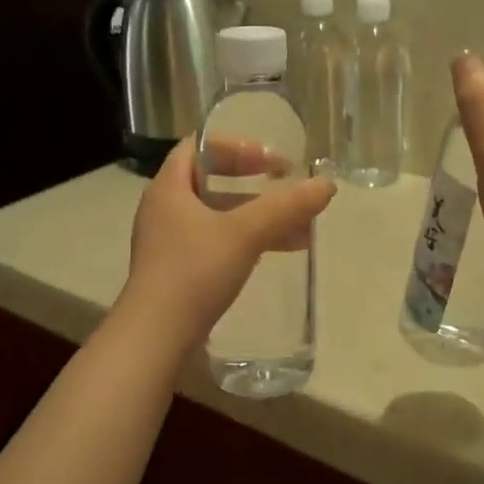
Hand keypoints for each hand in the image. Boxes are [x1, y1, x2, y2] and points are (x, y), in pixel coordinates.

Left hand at [117, 136, 335, 349]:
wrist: (156, 336)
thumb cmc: (194, 271)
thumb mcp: (244, 234)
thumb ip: (285, 207)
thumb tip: (327, 184)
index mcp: (169, 187)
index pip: (199, 146)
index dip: (236, 147)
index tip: (270, 161)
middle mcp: (164, 209)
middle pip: (211, 182)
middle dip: (254, 185)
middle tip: (286, 189)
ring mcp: (168, 243)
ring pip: (218, 216)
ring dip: (256, 217)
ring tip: (298, 229)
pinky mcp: (177, 271)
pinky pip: (216, 244)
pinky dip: (245, 242)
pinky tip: (274, 254)